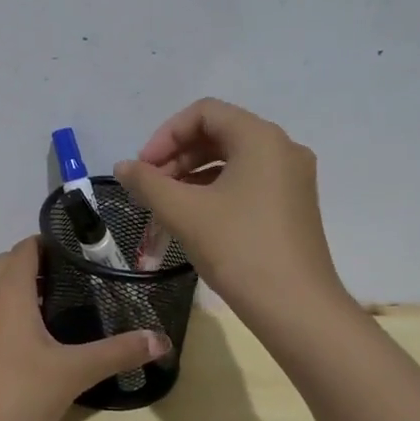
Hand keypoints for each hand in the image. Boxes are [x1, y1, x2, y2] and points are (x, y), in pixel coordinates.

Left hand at [0, 237, 167, 420]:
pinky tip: (39, 336)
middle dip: (42, 263)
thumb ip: (118, 352)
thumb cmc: (18, 395)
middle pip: (10, 263)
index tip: (88, 251)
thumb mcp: (74, 372)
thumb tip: (162, 340)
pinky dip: (12, 309)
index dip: (54, 242)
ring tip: (65, 302)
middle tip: (81, 276)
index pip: (27, 247)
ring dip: (25, 286)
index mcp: (7, 291)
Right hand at [115, 98, 345, 321]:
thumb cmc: (238, 249)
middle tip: (148, 187)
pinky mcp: (292, 205)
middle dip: (176, 157)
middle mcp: (282, 149)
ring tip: (163, 206)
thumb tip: (124, 167)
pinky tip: (191, 218)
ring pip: (230, 161)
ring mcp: (291, 178)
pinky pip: (245, 183)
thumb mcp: (183, 212)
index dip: (165, 135)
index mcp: (260, 138)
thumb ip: (147, 182)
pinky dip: (213, 192)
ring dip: (190, 176)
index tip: (143, 168)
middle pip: (218, 134)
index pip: (204, 113)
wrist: (295, 307)